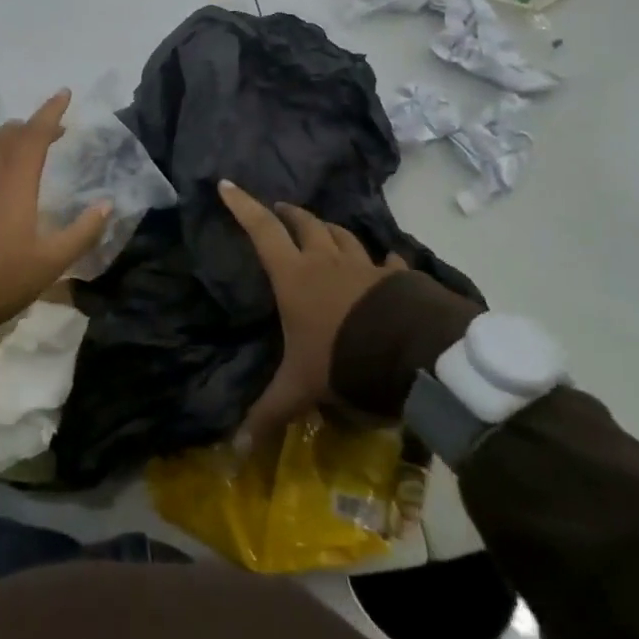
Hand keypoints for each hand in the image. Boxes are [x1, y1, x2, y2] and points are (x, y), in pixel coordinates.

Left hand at [0, 89, 111, 325]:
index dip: (51, 113)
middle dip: (33, 129)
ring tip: (18, 135)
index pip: (36, 136)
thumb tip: (106, 205)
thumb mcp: (50, 262)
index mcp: (18, 182)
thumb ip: (81, 232)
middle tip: (51, 133)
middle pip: (12, 137)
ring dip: (4, 135)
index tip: (64, 94)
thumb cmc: (1, 277)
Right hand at [220, 181, 404, 446]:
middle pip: (304, 223)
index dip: (242, 206)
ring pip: (341, 235)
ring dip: (328, 229)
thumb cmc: (344, 360)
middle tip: (279, 210)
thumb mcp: (301, 388)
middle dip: (288, 213)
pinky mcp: (394, 278)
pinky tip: (383, 262)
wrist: (412, 354)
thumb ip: (269, 415)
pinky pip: (385, 261)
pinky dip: (379, 259)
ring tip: (322, 230)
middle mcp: (325, 261)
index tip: (226, 184)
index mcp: (294, 276)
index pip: (261, 230)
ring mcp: (363, 266)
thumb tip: (233, 454)